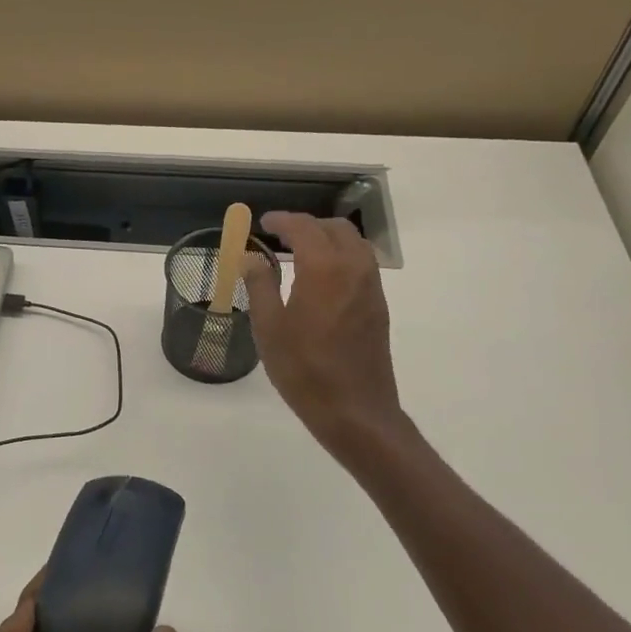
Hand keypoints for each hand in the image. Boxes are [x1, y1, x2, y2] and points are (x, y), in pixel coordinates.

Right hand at [245, 211, 403, 451]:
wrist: (355, 410)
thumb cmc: (304, 369)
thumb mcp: (269, 327)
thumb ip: (260, 286)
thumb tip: (252, 258)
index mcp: (324, 269)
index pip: (304, 228)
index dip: (282, 221)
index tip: (263, 222)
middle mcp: (354, 269)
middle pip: (335, 228)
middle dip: (307, 225)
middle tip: (280, 235)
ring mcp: (371, 288)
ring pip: (354, 244)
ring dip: (327, 238)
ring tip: (300, 252)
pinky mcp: (378, 306)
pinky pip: (362, 264)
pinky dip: (340, 256)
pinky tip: (320, 278)